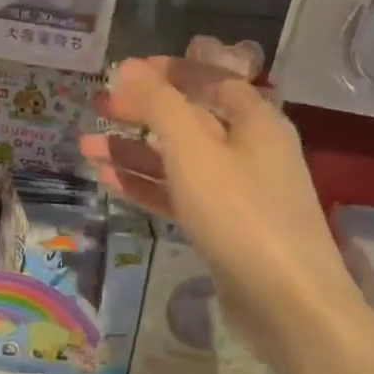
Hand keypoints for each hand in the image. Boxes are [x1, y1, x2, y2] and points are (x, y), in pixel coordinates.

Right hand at [80, 56, 352, 341]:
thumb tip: (129, 68)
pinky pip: (177, 193)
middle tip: (98, 106)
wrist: (287, 305)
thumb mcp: (193, 150)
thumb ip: (159, 104)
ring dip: (133, 150)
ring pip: (177, 159)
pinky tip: (108, 179)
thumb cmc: (240, 213)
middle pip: (189, 118)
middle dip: (142, 111)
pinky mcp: (222, 227)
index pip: (211, 78)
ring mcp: (236, 191)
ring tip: (86, 146)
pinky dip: (145, 183)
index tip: (125, 69)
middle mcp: (249, 150)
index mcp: (255, 121)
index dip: (169, 70)